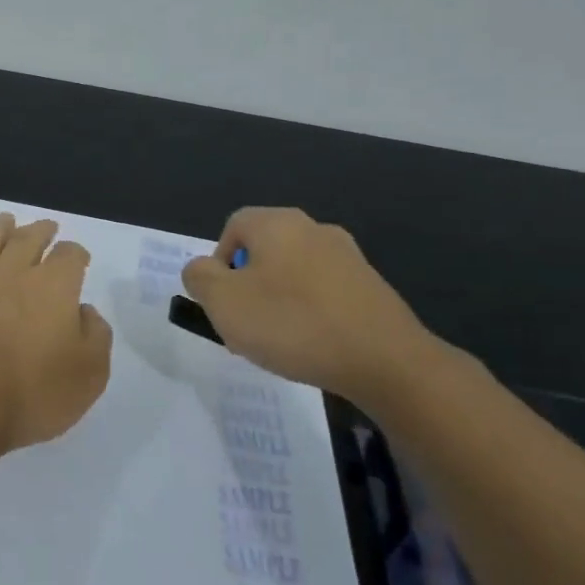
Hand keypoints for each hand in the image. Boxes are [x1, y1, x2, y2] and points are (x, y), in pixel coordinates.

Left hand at [0, 213, 112, 455]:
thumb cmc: (30, 394)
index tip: (80, 260)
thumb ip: (96, 336)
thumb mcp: (89, 375)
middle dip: (42, 231)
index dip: (77, 254)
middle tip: (48, 229)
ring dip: (2, 227)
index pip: (70, 255)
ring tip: (8, 221)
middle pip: (28, 238)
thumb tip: (83, 311)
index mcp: (53, 285)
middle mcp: (13, 271)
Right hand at [180, 207, 438, 405]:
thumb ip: (199, 277)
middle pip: (264, 250)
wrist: (384, 361)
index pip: (232, 227)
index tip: (222, 300)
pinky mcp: (371, 287)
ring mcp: (348, 257)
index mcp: (277, 224)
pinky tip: (311, 344)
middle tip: (244, 323)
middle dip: (247, 285)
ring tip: (277, 340)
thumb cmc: (292, 323)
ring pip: (293, 272)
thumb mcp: (223, 301)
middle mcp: (314, 229)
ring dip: (277, 300)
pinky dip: (309, 313)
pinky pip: (323, 293)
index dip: (218, 262)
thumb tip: (203, 269)